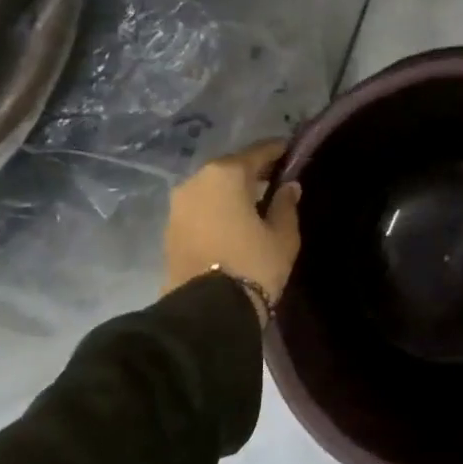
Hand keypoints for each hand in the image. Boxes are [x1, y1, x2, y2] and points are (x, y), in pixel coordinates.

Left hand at [163, 141, 301, 320]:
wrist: (207, 312)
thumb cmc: (253, 264)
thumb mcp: (282, 235)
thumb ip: (286, 204)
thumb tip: (289, 186)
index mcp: (226, 174)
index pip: (258, 152)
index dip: (277, 151)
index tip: (292, 153)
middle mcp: (197, 180)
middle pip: (231, 168)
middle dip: (253, 172)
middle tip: (276, 180)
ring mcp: (179, 204)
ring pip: (212, 188)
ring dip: (232, 192)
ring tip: (255, 204)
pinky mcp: (170, 227)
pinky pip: (200, 207)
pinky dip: (217, 208)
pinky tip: (233, 221)